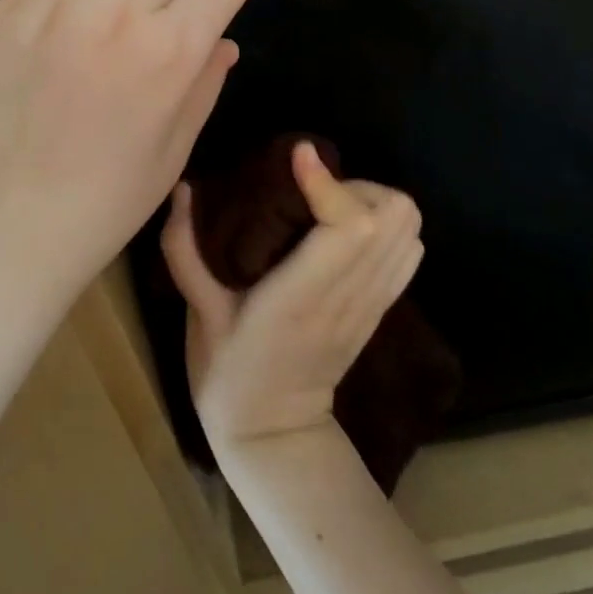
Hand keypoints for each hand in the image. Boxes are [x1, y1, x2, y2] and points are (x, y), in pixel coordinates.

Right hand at [163, 142, 423, 451]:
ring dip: (373, 201)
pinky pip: (410, 250)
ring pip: (409, 228)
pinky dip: (389, 225)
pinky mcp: (382, 307)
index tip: (298, 156)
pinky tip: (350, 229)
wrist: (276, 436)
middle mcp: (348, 295)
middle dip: (354, 185)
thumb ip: (185, 248)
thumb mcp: (198, 313)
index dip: (328, 181)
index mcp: (302, 297)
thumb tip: (182, 187)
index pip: (348, 226)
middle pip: (392, 216)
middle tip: (313, 188)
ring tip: (331, 204)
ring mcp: (373, 303)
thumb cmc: (230, 374)